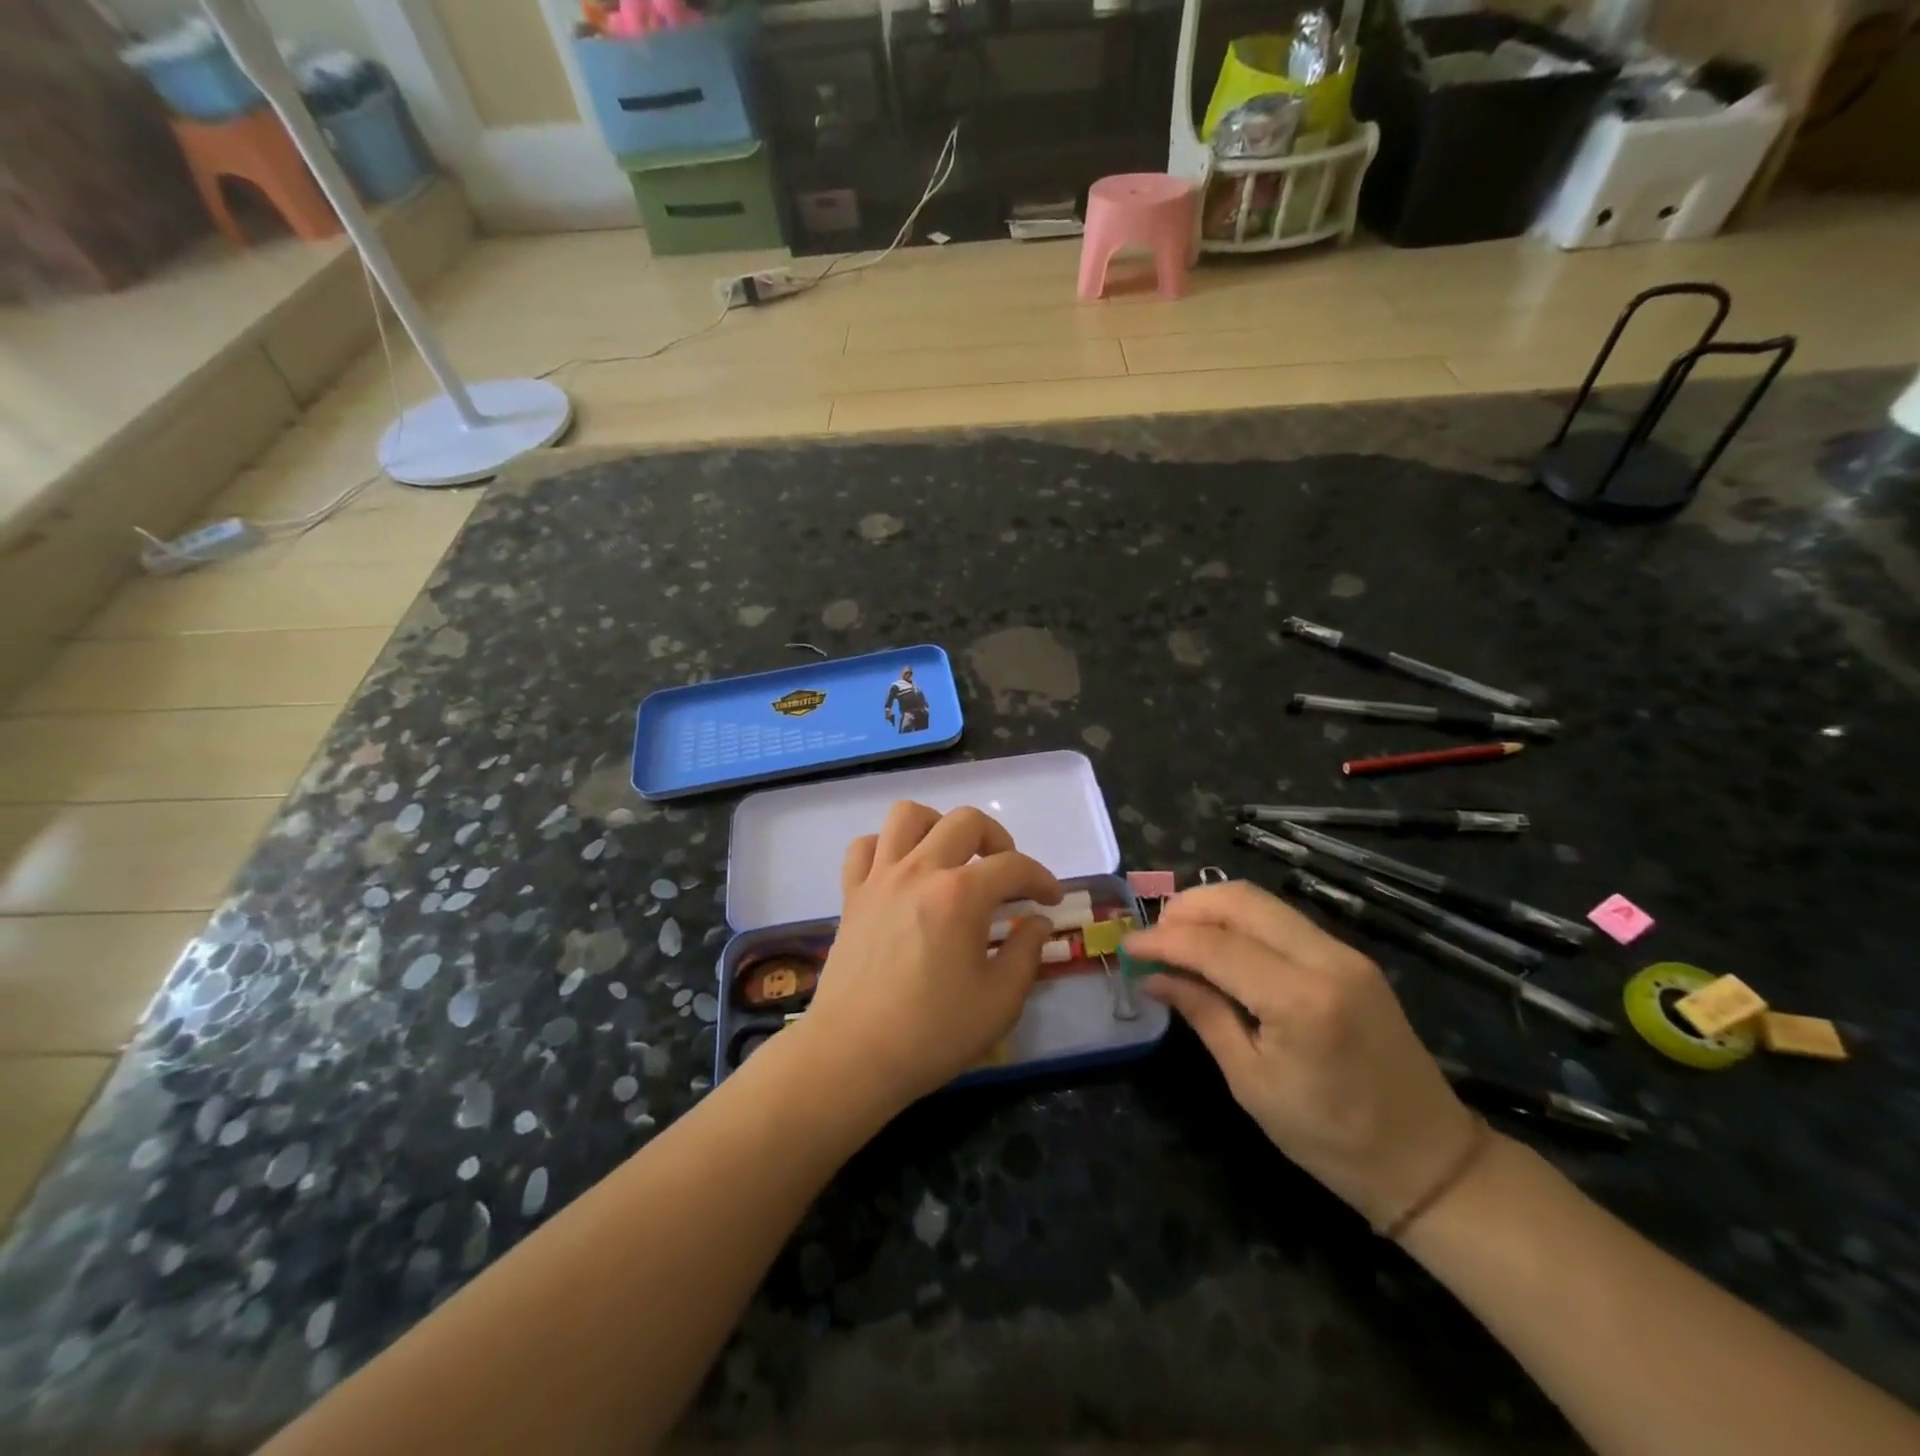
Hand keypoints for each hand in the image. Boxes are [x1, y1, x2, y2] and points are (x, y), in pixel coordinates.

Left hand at [796, 801, 1061, 1113]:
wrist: (853, 1055)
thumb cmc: (932, 1033)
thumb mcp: (1000, 1002)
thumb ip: (1026, 953)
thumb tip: (1037, 922)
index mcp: (961, 895)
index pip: (1014, 866)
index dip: (1041, 878)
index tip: (1051, 900)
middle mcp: (920, 871)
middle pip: (965, 822)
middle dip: (998, 839)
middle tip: (1006, 874)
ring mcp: (880, 878)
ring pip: (908, 815)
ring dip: (938, 826)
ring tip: (951, 858)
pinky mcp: (852, 895)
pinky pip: (865, 847)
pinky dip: (887, 847)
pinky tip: (902, 872)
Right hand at [1124, 880, 1477, 1229]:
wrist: (1429, 1160)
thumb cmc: (1331, 1138)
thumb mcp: (1252, 1083)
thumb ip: (1203, 1014)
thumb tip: (1153, 975)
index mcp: (1300, 1000)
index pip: (1214, 945)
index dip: (1163, 940)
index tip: (1128, 946)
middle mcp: (1326, 959)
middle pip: (1240, 900)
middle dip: (1186, 908)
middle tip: (1153, 937)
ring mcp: (1344, 952)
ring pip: (1261, 901)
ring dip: (1212, 909)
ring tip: (1178, 939)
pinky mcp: (1350, 956)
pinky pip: (1281, 919)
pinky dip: (1240, 921)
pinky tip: (1219, 946)